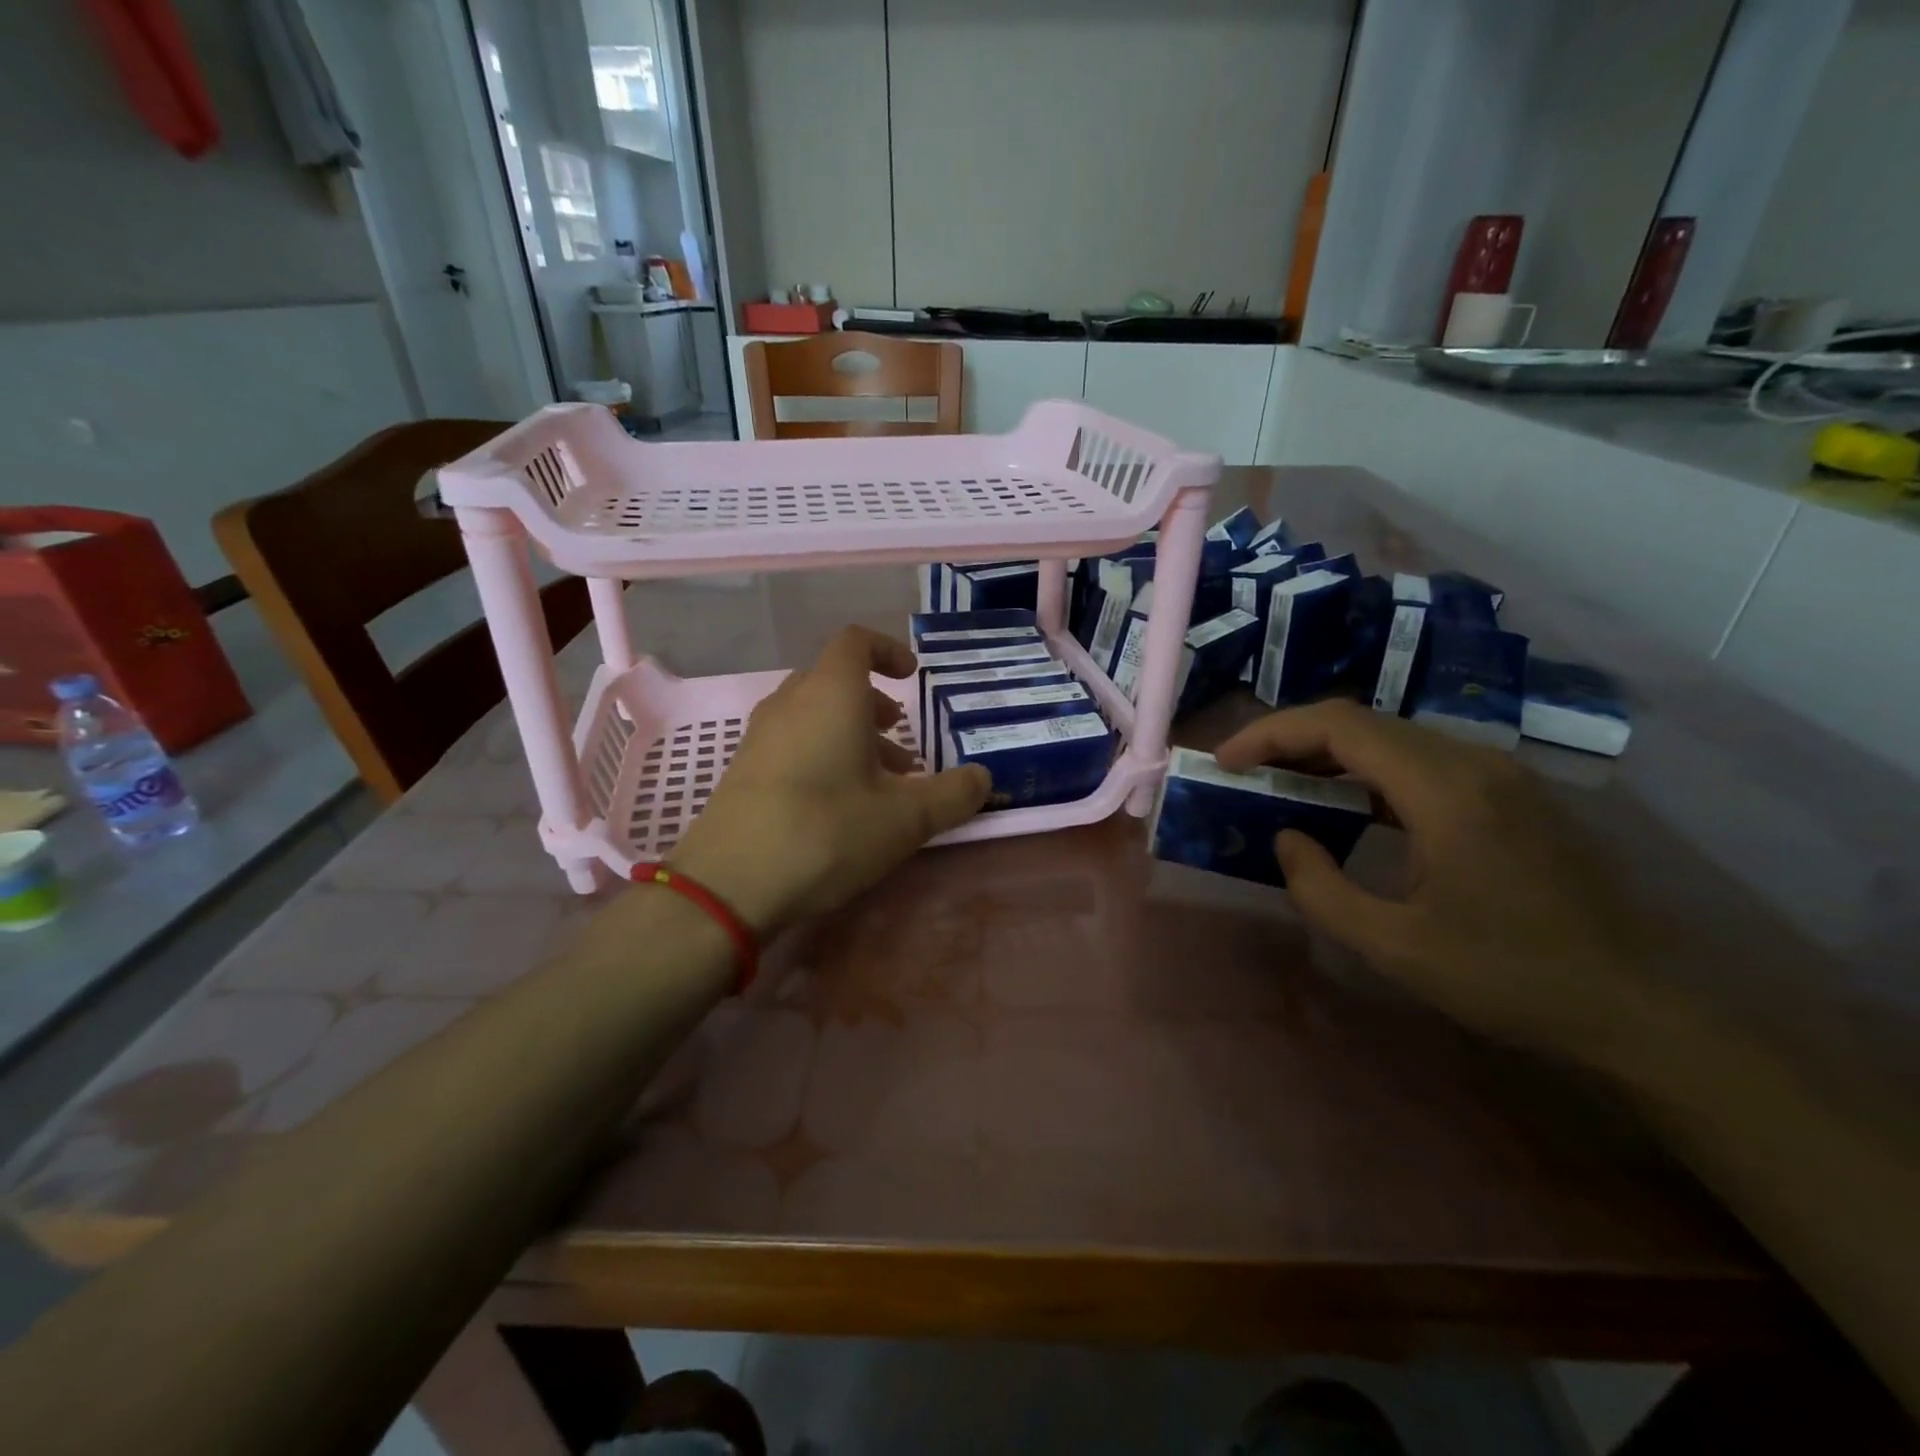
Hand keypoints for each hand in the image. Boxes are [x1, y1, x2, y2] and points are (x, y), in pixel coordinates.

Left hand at [664, 626, 990, 935]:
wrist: (729, 884)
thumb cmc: (827, 832)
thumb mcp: (905, 818)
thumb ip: (953, 795)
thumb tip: (984, 779)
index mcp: (831, 694)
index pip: (856, 642)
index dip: (887, 650)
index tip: (912, 677)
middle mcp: (790, 703)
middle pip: (834, 680)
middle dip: (873, 703)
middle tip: (900, 739)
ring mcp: (760, 737)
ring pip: (812, 715)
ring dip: (849, 733)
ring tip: (878, 780)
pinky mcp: (742, 770)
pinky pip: (790, 742)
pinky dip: (821, 754)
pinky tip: (838, 804)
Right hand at [1216, 699, 1662, 1068]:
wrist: (1635, 1008)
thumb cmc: (1509, 978)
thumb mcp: (1393, 946)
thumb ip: (1320, 888)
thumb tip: (1287, 836)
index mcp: (1446, 790)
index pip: (1339, 726)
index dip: (1271, 733)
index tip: (1226, 761)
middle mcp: (1474, 762)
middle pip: (1362, 722)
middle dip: (1291, 738)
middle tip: (1244, 773)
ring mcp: (1499, 773)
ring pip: (1392, 737)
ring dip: (1329, 753)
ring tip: (1282, 784)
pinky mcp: (1510, 793)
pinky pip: (1421, 760)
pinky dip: (1368, 771)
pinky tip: (1347, 805)